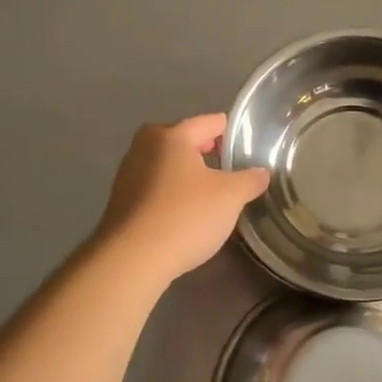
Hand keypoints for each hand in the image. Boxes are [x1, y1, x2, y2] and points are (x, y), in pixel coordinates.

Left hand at [93, 113, 270, 283]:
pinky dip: (170, 194)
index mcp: (171, 136)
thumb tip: (261, 173)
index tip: (246, 146)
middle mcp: (144, 147)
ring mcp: (128, 175)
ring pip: (166, 165)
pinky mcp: (120, 202)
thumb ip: (250, 180)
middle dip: (205, 152)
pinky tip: (184, 214)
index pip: (209, 122)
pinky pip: (154, 188)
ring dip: (186, 175)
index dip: (230, 132)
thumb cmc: (185, 215)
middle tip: (228, 168)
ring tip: (209, 193)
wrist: (132, 259)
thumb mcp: (231, 197)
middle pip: (183, 141)